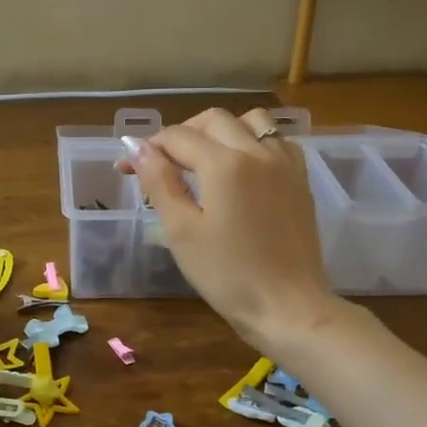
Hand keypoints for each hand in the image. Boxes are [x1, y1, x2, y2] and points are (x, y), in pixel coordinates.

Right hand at [127, 108, 339, 351]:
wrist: (288, 307)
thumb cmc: (227, 275)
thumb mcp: (182, 231)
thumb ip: (160, 183)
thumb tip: (138, 148)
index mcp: (225, 164)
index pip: (177, 137)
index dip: (147, 149)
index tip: (126, 168)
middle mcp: (258, 152)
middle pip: (213, 120)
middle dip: (181, 135)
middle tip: (162, 164)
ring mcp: (284, 163)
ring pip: (251, 121)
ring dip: (222, 130)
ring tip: (204, 160)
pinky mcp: (300, 179)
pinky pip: (277, 141)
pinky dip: (255, 142)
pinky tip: (243, 168)